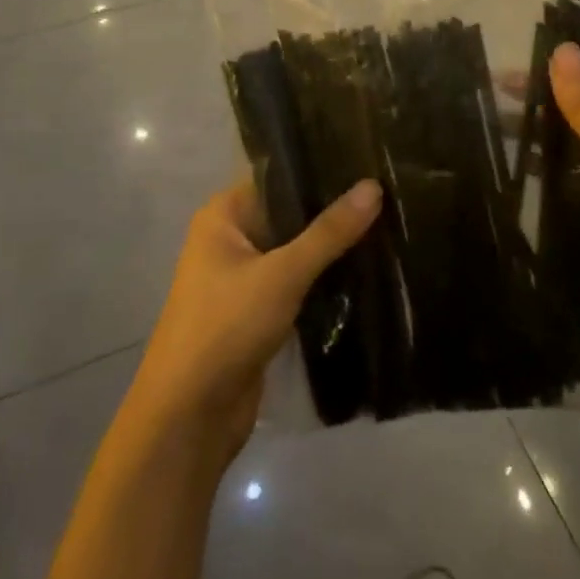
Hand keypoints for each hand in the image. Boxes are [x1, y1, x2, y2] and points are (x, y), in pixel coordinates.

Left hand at [125, 176, 381, 464]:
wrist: (190, 416)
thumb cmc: (226, 327)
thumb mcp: (282, 274)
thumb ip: (329, 232)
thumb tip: (374, 185)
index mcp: (224, 216)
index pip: (279, 177)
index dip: (321, 170)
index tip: (368, 162)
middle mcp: (231, 238)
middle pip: (290, 214)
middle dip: (333, 211)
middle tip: (390, 194)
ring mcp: (244, 276)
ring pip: (297, 250)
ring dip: (333, 247)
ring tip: (389, 226)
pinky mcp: (259, 310)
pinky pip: (298, 282)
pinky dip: (325, 278)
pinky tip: (368, 269)